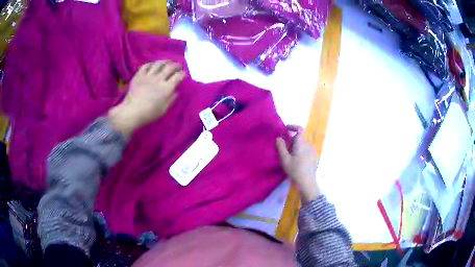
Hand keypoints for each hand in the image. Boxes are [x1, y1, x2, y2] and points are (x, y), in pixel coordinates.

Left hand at [108, 60, 184, 136]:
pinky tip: (153, 65)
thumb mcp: (164, 109)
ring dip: (165, 61)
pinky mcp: (139, 75)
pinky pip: (146, 65)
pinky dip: (151, 64)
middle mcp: (159, 79)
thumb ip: (172, 99)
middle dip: (177, 65)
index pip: (178, 76)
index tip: (184, 75)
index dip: (183, 74)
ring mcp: (148, 75)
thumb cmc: (149, 113)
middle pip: (170, 67)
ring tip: (168, 62)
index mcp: (166, 88)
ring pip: (159, 63)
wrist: (131, 112)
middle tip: (178, 66)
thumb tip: (176, 90)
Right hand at [276, 125, 320, 202]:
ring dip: (296, 145)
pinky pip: (306, 149)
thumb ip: (281, 147)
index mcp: (302, 143)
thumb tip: (279, 138)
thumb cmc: (295, 170)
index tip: (286, 129)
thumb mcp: (285, 159)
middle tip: (284, 146)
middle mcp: (309, 145)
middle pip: (300, 137)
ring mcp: (313, 151)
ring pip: (303, 144)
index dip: (293, 126)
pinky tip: (296, 160)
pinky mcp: (314, 157)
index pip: (300, 129)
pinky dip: (300, 150)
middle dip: (292, 139)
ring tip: (289, 155)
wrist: (307, 182)